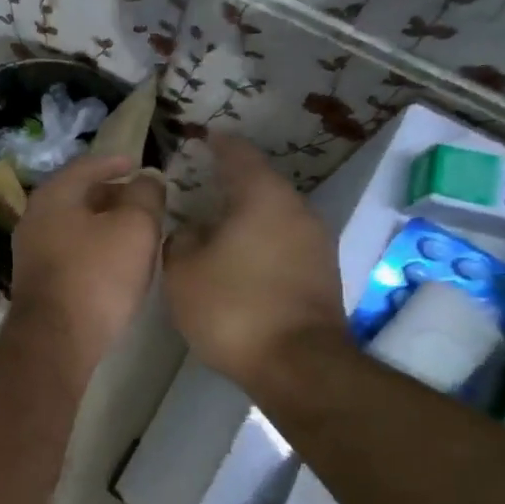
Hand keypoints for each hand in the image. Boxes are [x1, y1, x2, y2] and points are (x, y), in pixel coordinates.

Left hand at [8, 155, 165, 369]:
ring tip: (134, 230)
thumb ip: (145, 196)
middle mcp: (35, 217)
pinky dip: (93, 246)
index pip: (87, 165)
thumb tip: (146, 180)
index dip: (116, 162)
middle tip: (142, 199)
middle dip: (111, 194)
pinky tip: (114, 261)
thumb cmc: (97, 275)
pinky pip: (70, 250)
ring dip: (103, 223)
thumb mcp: (135, 227)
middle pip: (78, 196)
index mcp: (54, 195)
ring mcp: (31, 251)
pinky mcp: (37, 281)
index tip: (139, 164)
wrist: (56, 339)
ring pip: (74, 225)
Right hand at [163, 135, 347, 385]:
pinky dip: (261, 241)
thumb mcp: (183, 272)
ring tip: (217, 224)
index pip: (238, 153)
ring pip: (275, 215)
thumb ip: (181, 240)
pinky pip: (285, 241)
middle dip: (231, 182)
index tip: (202, 137)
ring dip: (247, 215)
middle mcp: (296, 209)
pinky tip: (240, 258)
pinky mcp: (323, 273)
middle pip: (261, 183)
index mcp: (262, 196)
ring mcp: (316, 242)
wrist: (299, 366)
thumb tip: (192, 231)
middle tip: (200, 186)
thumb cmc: (233, 307)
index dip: (218, 143)